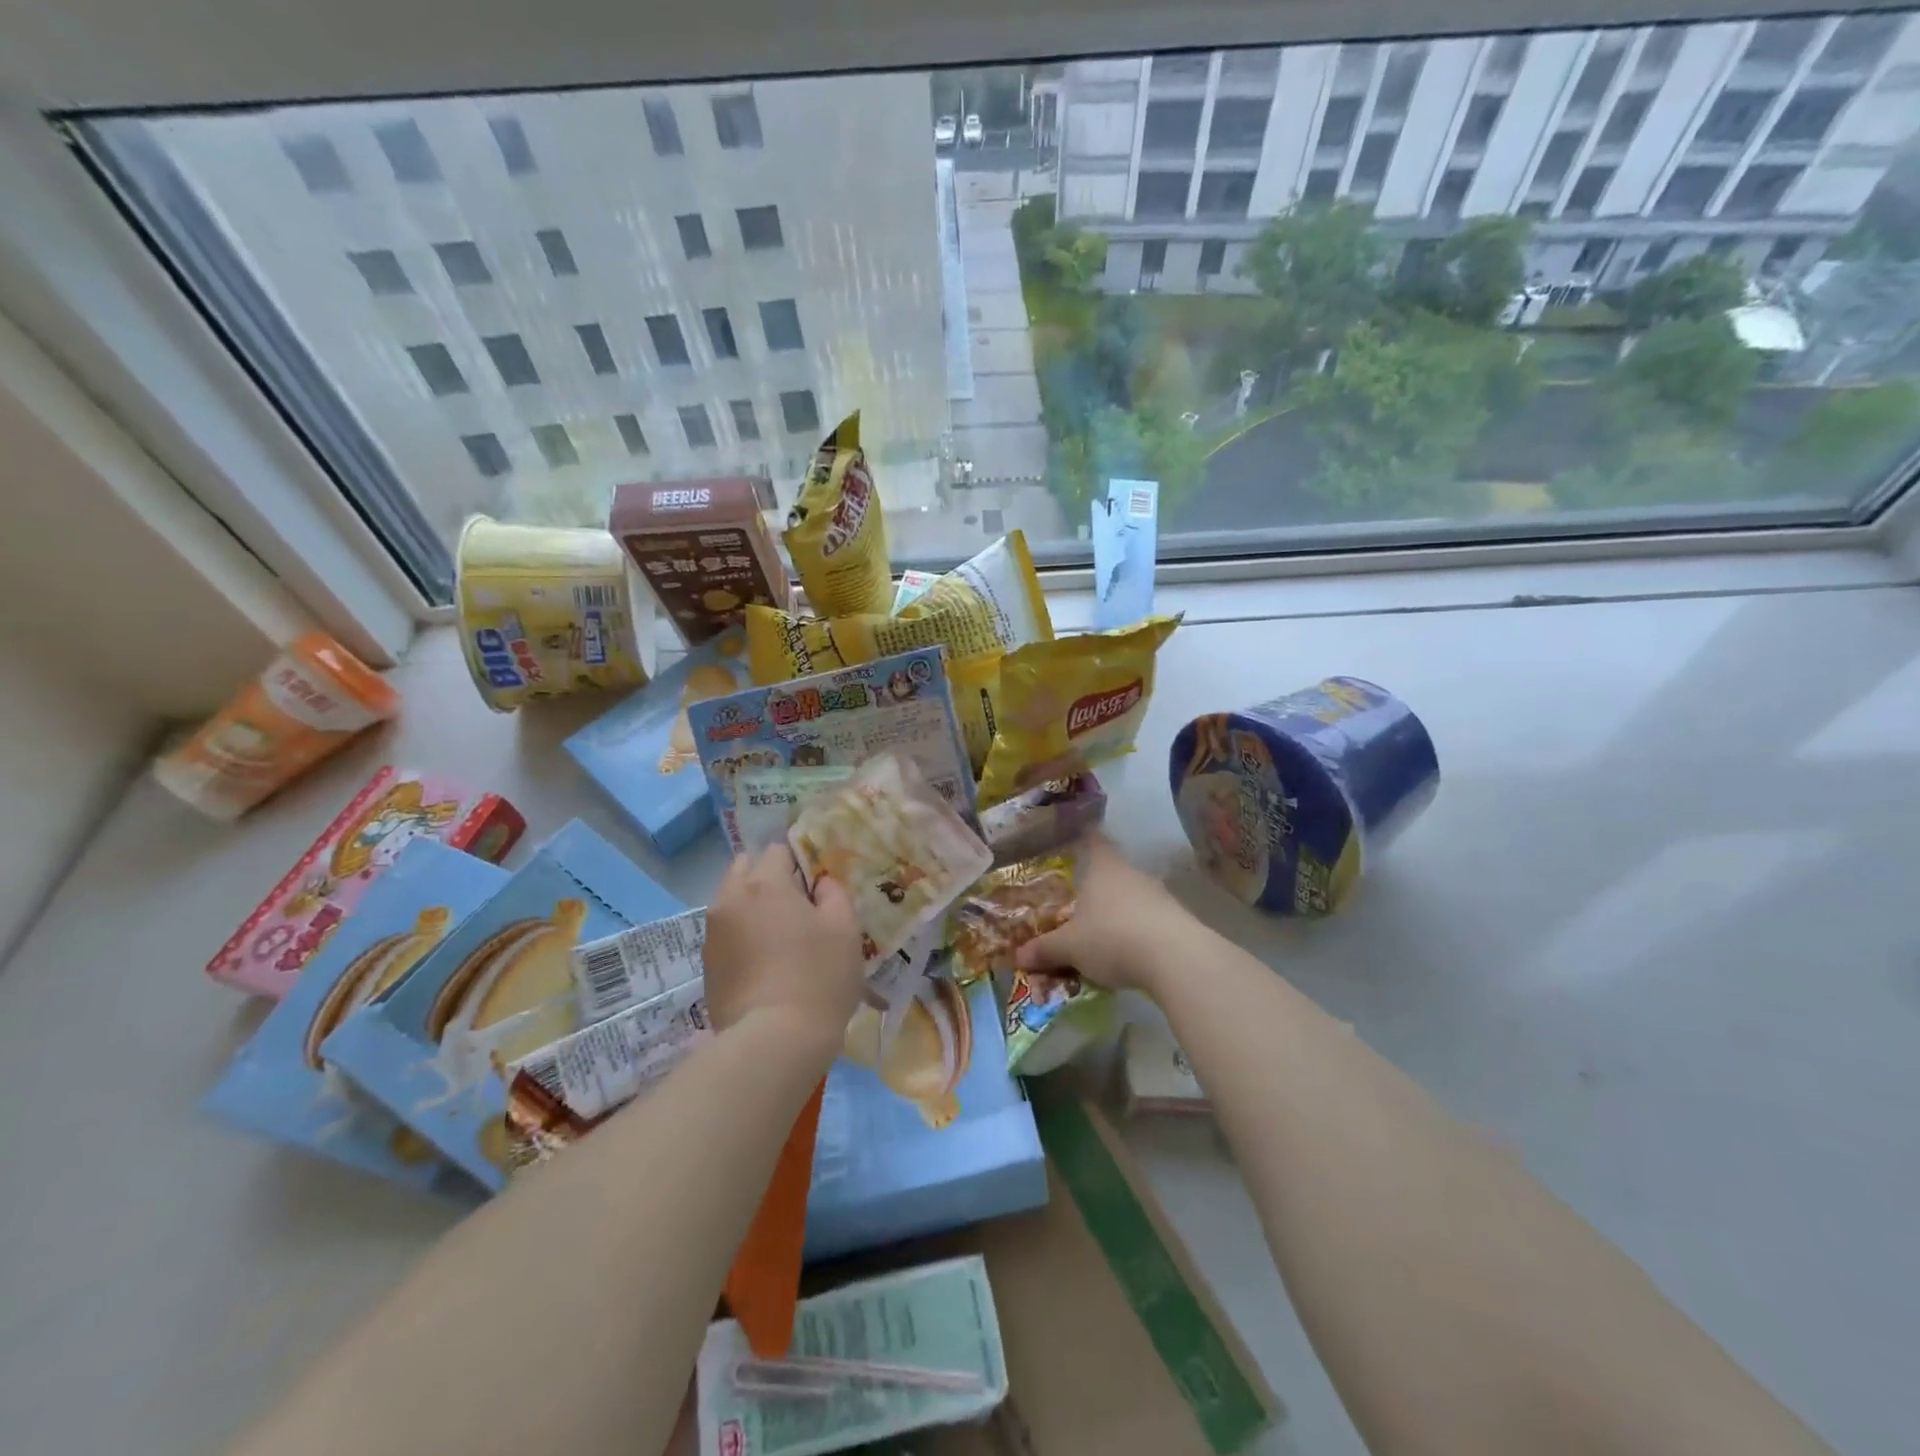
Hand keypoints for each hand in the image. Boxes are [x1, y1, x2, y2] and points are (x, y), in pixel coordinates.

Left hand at [703, 845, 864, 1049]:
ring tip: (780, 938)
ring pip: (733, 902)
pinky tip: (765, 964)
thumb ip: (834, 894)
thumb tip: (821, 884)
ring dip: (753, 908)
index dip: (800, 863)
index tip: (817, 887)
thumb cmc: (818, 976)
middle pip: (746, 869)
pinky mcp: (707, 966)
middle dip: (768, 878)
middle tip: (796, 907)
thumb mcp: (845, 929)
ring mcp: (712, 934)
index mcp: (764, 882)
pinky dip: (743, 937)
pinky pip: (726, 934)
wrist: (774, 1042)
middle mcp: (730, 898)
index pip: (778, 850)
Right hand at [1015, 834, 1198, 996]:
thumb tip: (1018, 955)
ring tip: (1101, 934)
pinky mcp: (1178, 921)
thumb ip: (1045, 949)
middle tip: (1078, 902)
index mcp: (1103, 867)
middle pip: (1112, 872)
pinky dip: (1138, 932)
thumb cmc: (1112, 937)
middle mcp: (1132, 873)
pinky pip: (1150, 921)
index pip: (1093, 841)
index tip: (1075, 840)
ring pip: (1132, 897)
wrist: (1175, 959)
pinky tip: (1130, 954)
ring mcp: (1160, 896)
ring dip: (1119, 912)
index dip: (1084, 839)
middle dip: (1097, 886)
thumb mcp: (1070, 947)